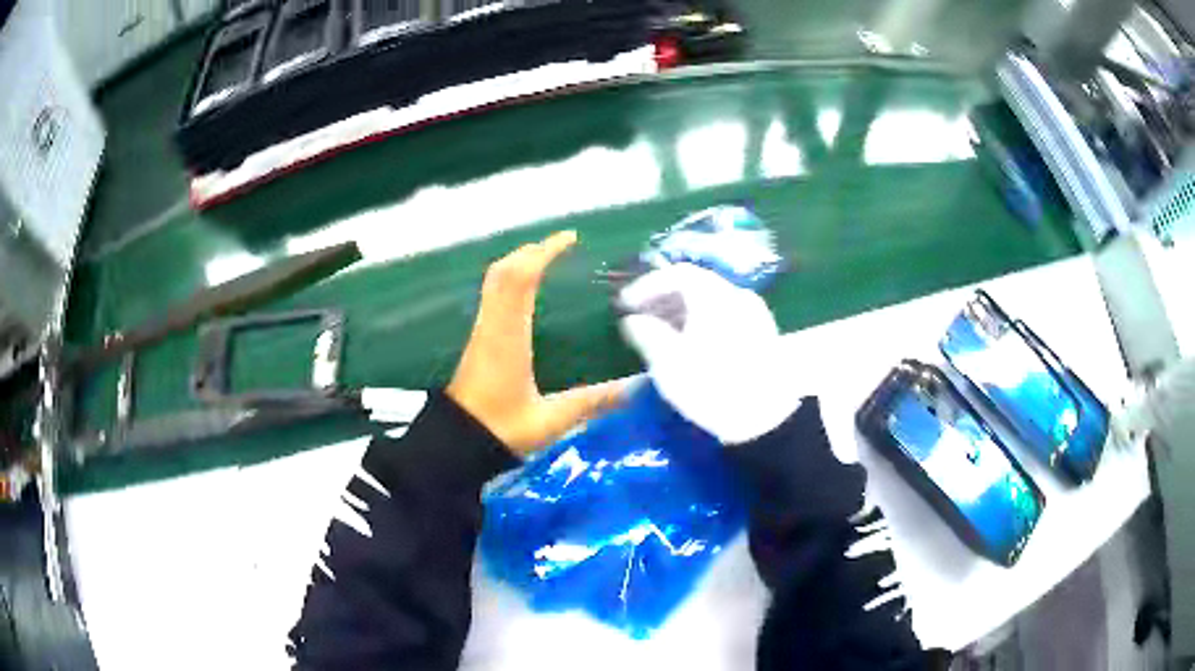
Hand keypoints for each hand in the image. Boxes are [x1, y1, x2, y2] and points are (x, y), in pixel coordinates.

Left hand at [447, 231, 624, 455]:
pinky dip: (510, 280)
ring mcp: (481, 331)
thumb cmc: (501, 429)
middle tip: (562, 246)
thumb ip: (592, 402)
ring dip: (519, 262)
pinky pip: (492, 296)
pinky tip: (527, 293)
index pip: (521, 278)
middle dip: (532, 250)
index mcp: (509, 335)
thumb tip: (634, 390)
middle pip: (504, 271)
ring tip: (548, 261)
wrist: (455, 444)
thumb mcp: (550, 420)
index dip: (544, 252)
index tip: (570, 239)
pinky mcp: (477, 340)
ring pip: (495, 281)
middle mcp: (492, 325)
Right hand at [618, 263, 802, 444]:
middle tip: (640, 315)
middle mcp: (737, 295)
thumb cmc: (712, 387)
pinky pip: (725, 314)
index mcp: (714, 296)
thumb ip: (647, 335)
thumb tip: (633, 320)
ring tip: (660, 332)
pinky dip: (702, 319)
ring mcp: (754, 313)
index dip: (647, 285)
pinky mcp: (762, 334)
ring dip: (682, 309)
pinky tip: (690, 343)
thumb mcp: (669, 364)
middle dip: (664, 297)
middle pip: (696, 283)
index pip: (676, 274)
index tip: (625, 305)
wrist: (765, 420)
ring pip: (711, 299)